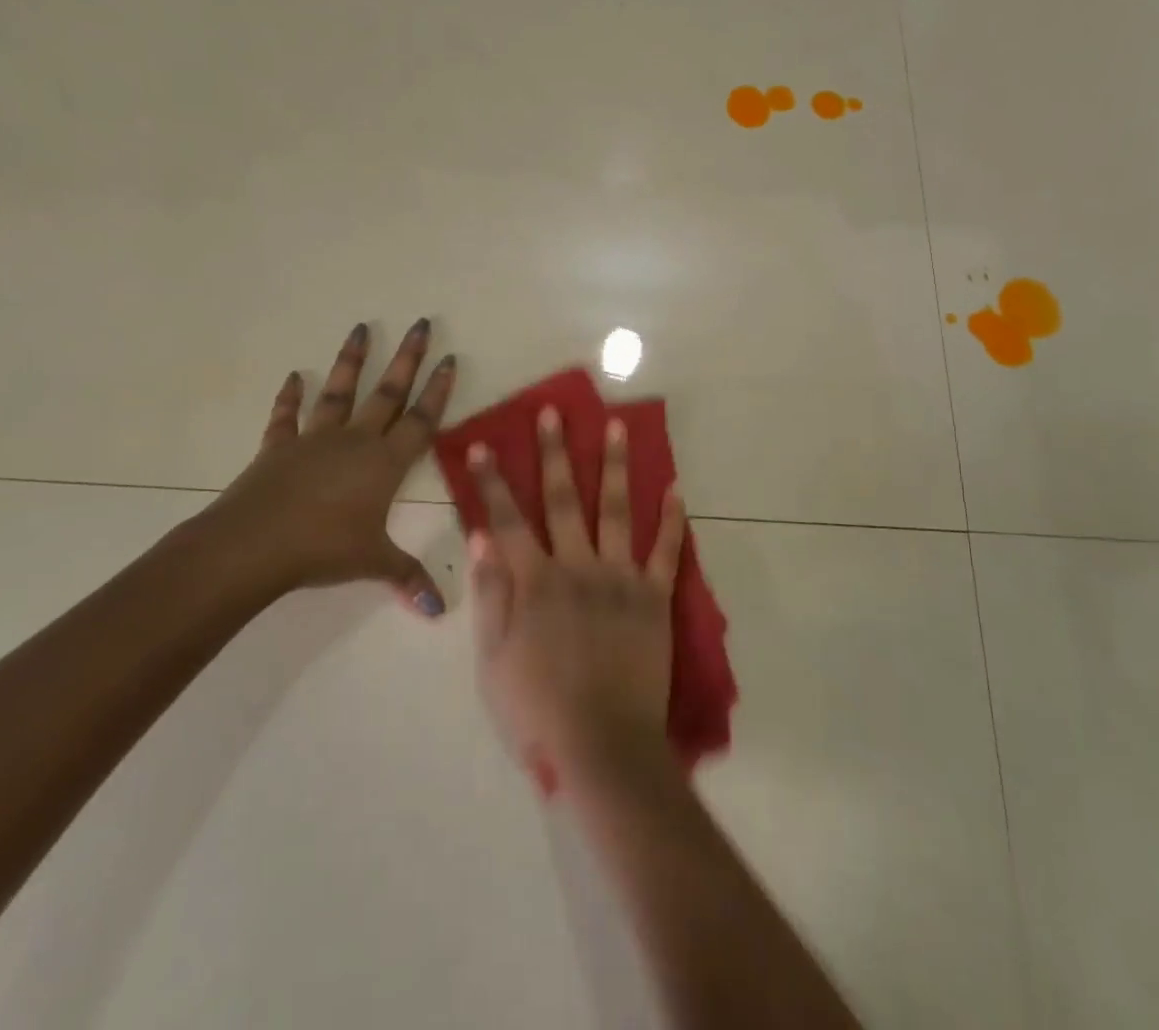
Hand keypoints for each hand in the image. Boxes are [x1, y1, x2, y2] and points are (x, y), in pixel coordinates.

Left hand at [187, 319, 456, 615]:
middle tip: (420, 323)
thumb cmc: (322, 550)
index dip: (438, 391)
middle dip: (407, 358)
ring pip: (338, 392)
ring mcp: (314, 440)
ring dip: (351, 360)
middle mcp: (355, 441)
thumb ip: (407, 578)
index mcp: (384, 463)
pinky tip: (293, 377)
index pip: (421, 420)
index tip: (449, 358)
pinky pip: (286, 417)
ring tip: (360, 328)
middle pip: (387, 393)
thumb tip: (438, 610)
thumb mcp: (372, 564)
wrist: (254, 545)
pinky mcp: (278, 447)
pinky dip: (289, 397)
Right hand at [467, 406, 686, 779]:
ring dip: (614, 465)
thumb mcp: (493, 659)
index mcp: (535, 582)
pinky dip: (672, 520)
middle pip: (563, 499)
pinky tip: (677, 489)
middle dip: (555, 452)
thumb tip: (481, 538)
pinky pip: (665, 551)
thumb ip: (489, 594)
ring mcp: (619, 578)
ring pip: (616, 509)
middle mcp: (577, 566)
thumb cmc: (538, 709)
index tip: (484, 445)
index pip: (508, 520)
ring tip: (616, 426)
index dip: (493, 482)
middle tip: (553, 412)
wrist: (604, 746)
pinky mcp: (653, 596)